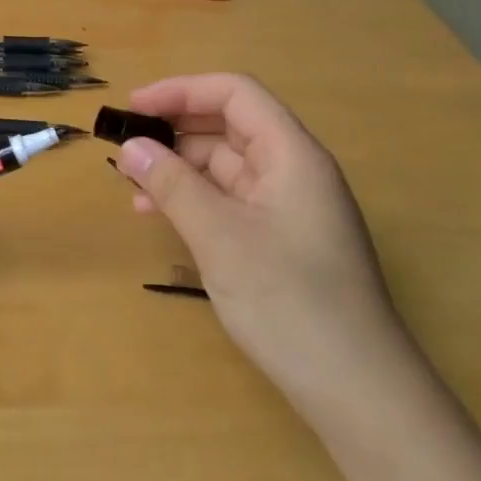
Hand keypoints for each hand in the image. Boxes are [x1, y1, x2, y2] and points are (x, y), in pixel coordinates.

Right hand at [115, 74, 414, 416]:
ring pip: (226, 167)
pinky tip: (160, 216)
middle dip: (175, 130)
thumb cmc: (289, 300)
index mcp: (292, 155)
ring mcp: (289, 209)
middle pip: (229, 127)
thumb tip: (131, 147)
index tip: (134, 107)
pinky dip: (194, 201)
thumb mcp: (219, 237)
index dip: (182, 91)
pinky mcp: (281, 241)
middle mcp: (293, 172)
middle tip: (124, 147)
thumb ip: (172, 185)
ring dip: (179, 169)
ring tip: (132, 187)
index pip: (236, 94)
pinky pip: (230, 202)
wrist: (356, 389)